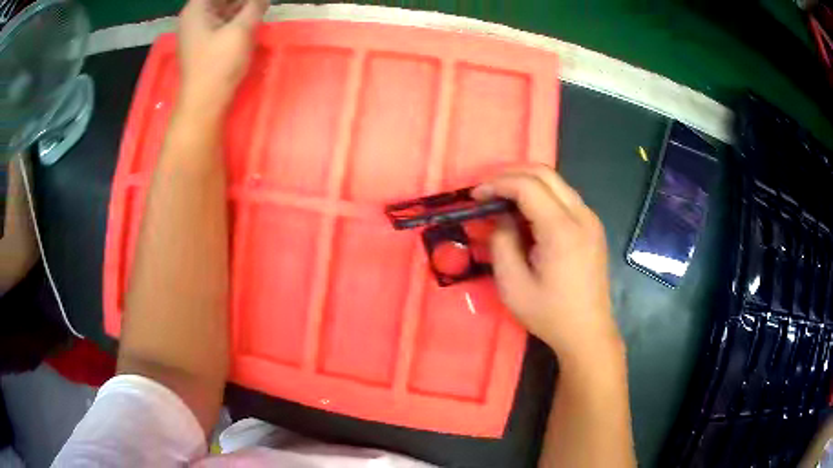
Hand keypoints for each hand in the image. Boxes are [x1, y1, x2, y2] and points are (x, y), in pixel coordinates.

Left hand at [177, 0, 266, 116]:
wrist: (204, 102)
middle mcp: (194, 16)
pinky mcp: (205, 42)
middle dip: (242, 0)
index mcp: (196, 9)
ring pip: (223, 7)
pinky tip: (252, 15)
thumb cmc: (219, 64)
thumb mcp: (241, 30)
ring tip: (259, 6)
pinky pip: (222, 20)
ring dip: (241, 5)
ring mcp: (198, 30)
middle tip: (259, 2)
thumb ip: (255, 6)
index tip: (255, 0)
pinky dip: (237, 16)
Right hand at [473, 165, 622, 366]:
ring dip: (527, 183)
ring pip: (556, 182)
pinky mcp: (593, 227)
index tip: (475, 196)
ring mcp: (591, 219)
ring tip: (502, 199)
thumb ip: (501, 243)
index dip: (497, 184)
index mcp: (562, 230)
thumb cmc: (550, 314)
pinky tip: (527, 213)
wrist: (588, 332)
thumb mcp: (513, 285)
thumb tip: (499, 217)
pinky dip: (541, 195)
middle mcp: (581, 215)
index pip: (527, 185)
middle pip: (544, 173)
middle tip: (487, 190)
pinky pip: (564, 197)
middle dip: (511, 174)